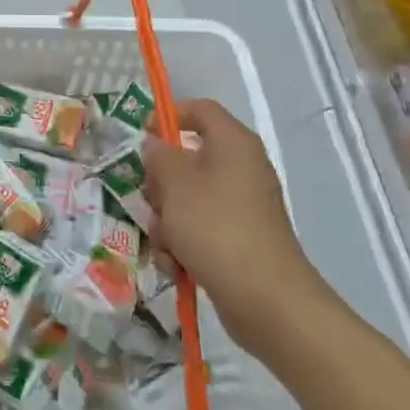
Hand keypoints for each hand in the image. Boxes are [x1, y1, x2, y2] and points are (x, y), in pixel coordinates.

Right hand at [142, 97, 328, 354]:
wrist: (267, 300)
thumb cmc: (216, 228)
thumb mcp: (175, 185)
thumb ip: (158, 157)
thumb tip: (155, 145)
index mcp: (233, 143)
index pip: (199, 110)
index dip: (168, 116)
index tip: (141, 137)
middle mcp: (241, 168)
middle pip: (187, 158)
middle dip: (161, 183)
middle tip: (151, 200)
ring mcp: (242, 206)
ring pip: (187, 198)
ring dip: (167, 219)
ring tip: (165, 243)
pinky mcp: (239, 238)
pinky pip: (200, 228)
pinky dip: (183, 243)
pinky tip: (176, 263)